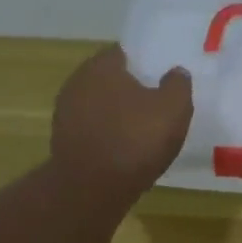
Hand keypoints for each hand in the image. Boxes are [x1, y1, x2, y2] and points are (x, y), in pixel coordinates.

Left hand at [51, 45, 192, 198]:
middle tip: (155, 106)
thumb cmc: (136, 140)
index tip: (161, 79)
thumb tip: (175, 72)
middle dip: (129, 90)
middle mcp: (77, 82)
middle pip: (109, 80)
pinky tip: (123, 152)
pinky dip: (107, 136)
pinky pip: (92, 131)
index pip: (125, 54)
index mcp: (102, 66)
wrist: (92, 188)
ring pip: (99, 106)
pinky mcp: (63, 141)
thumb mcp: (173, 108)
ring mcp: (65, 113)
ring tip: (141, 133)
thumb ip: (178, 84)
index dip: (145, 65)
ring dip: (117, 116)